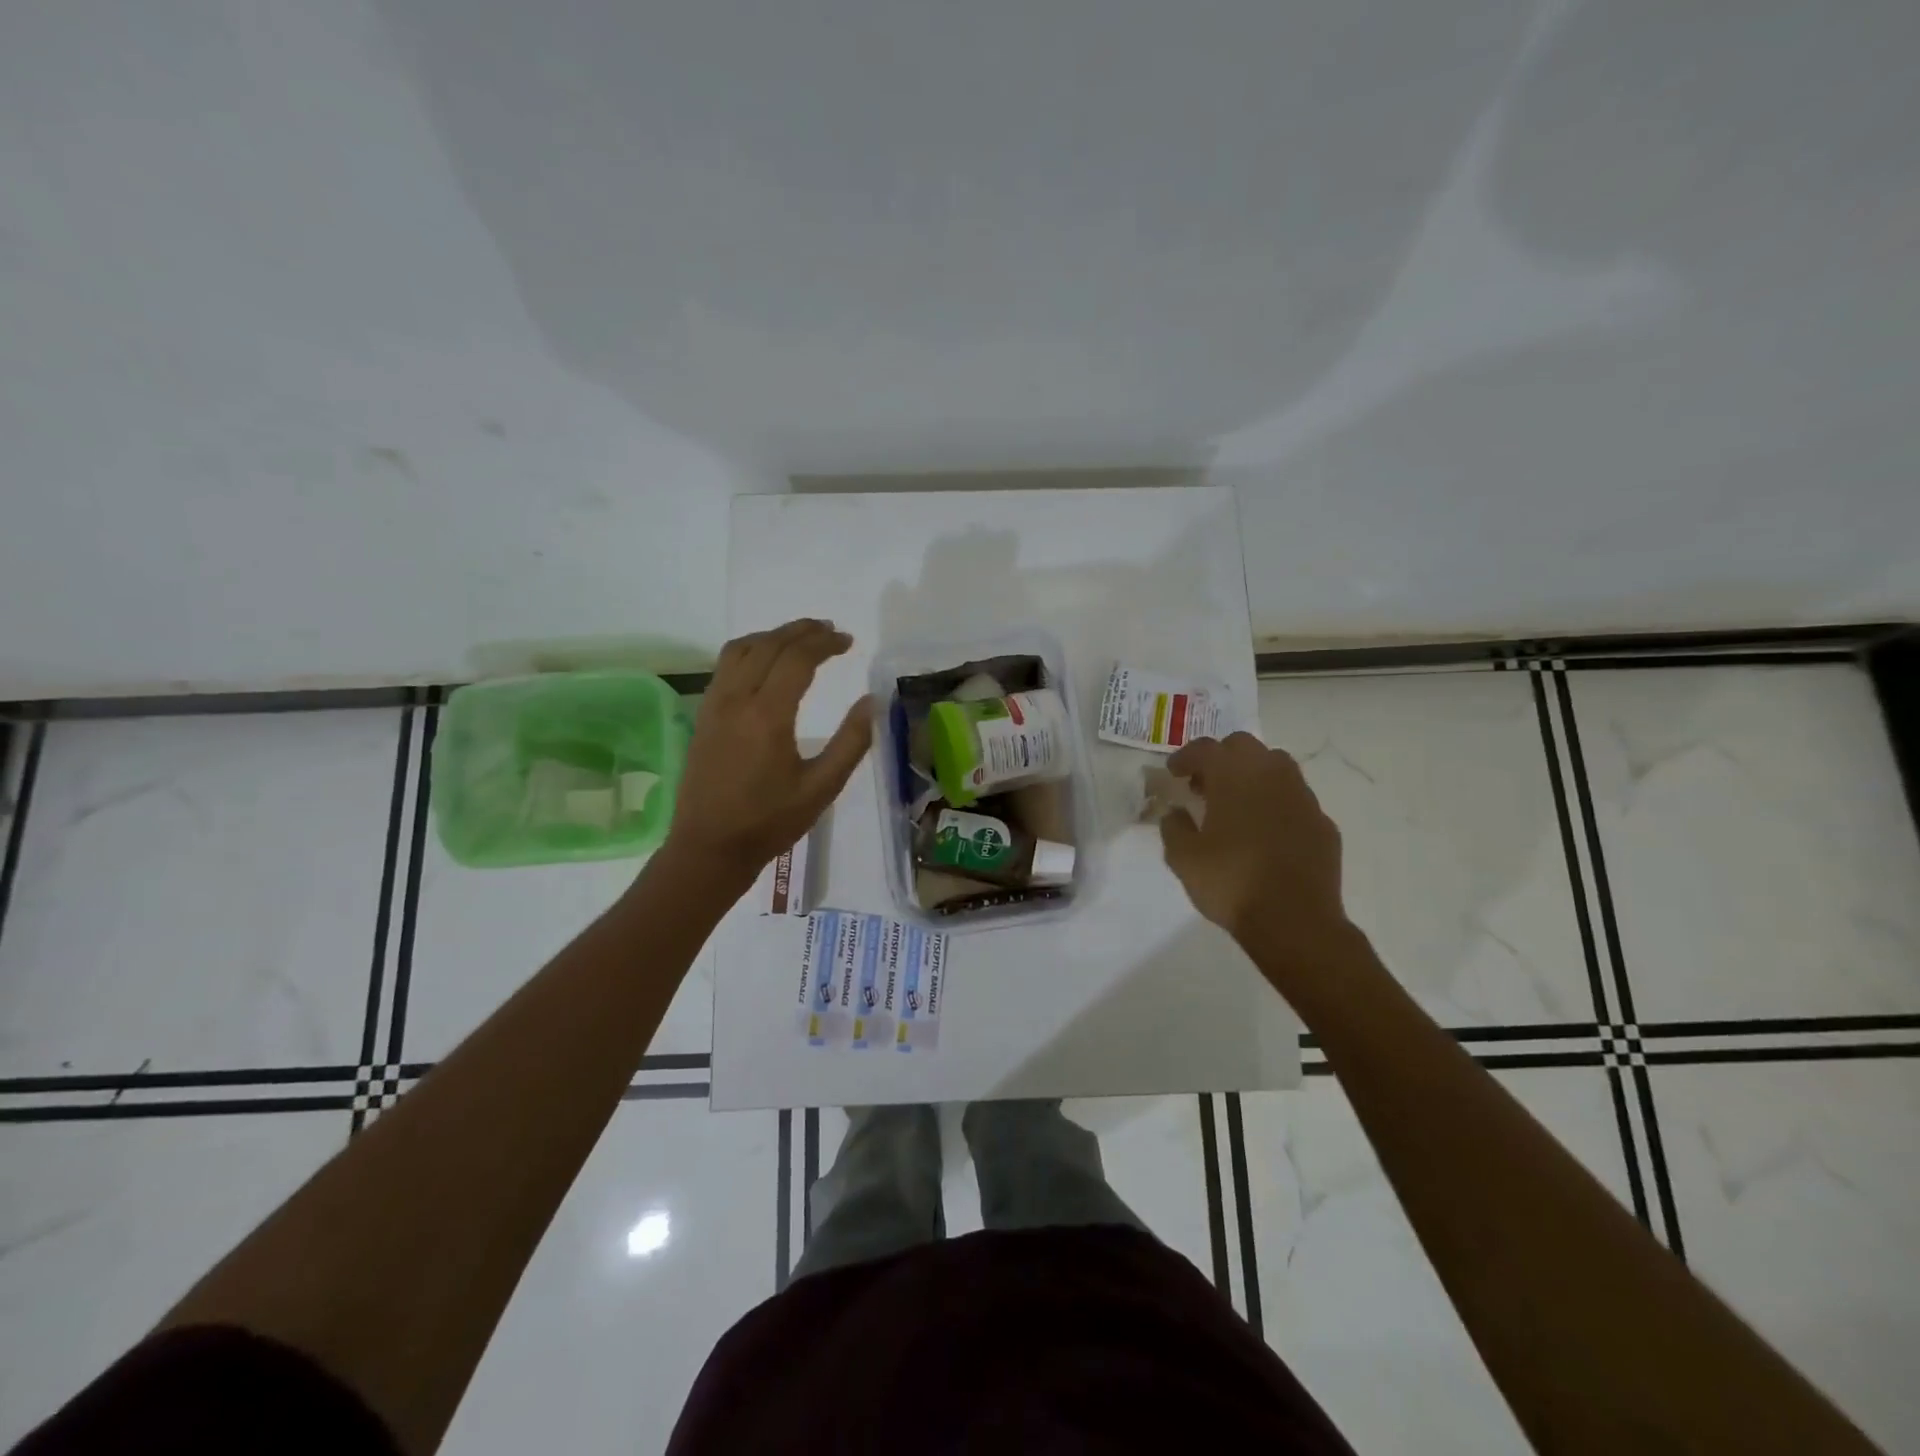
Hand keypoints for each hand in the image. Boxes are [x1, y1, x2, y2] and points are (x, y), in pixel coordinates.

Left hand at [662, 619, 872, 885]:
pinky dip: (750, 650)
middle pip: (769, 645)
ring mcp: (714, 705)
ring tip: (800, 638)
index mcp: (768, 716)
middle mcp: (737, 700)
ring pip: (741, 648)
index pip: (797, 659)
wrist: (709, 847)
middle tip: (830, 630)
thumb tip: (872, 702)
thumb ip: (851, 742)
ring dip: (773, 635)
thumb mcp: (822, 788)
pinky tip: (766, 662)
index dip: (825, 643)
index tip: (848, 641)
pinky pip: (725, 665)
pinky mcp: (704, 715)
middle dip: (801, 630)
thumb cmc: (770, 822)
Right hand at [1157, 733, 1350, 954]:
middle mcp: (1271, 775)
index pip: (1205, 748)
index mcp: (1234, 776)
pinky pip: (1295, 799)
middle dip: (1221, 758)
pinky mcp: (1323, 823)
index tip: (1174, 772)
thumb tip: (1176, 812)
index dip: (1185, 757)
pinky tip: (1266, 831)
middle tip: (1204, 785)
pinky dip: (1276, 803)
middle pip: (1243, 746)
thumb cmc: (1231, 882)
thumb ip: (1174, 827)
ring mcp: (1302, 797)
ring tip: (1236, 803)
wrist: (1295, 921)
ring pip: (1276, 766)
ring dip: (1252, 774)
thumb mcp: (1183, 858)